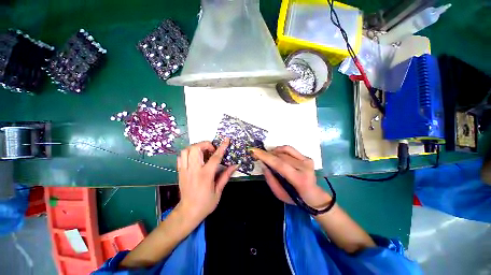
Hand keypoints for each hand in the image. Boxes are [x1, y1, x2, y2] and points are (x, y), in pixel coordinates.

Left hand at [177, 138, 237, 223]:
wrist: (188, 212)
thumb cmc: (206, 203)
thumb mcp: (219, 191)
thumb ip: (226, 175)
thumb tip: (235, 165)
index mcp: (205, 175)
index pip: (215, 157)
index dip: (222, 147)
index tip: (226, 140)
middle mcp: (193, 170)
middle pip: (196, 149)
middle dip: (205, 144)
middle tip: (212, 149)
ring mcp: (185, 170)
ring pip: (186, 150)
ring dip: (196, 147)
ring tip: (203, 152)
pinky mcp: (180, 172)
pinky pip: (181, 157)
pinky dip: (188, 153)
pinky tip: (195, 157)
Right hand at [250, 146, 330, 208]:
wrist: (313, 195)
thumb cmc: (295, 197)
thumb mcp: (279, 194)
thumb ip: (270, 179)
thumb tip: (263, 164)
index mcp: (298, 179)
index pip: (280, 164)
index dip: (266, 157)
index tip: (254, 151)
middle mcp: (304, 167)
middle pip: (281, 156)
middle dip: (267, 154)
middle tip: (258, 154)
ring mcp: (307, 161)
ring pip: (285, 151)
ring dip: (273, 152)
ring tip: (268, 156)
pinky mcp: (307, 157)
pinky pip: (290, 149)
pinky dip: (281, 149)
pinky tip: (276, 153)